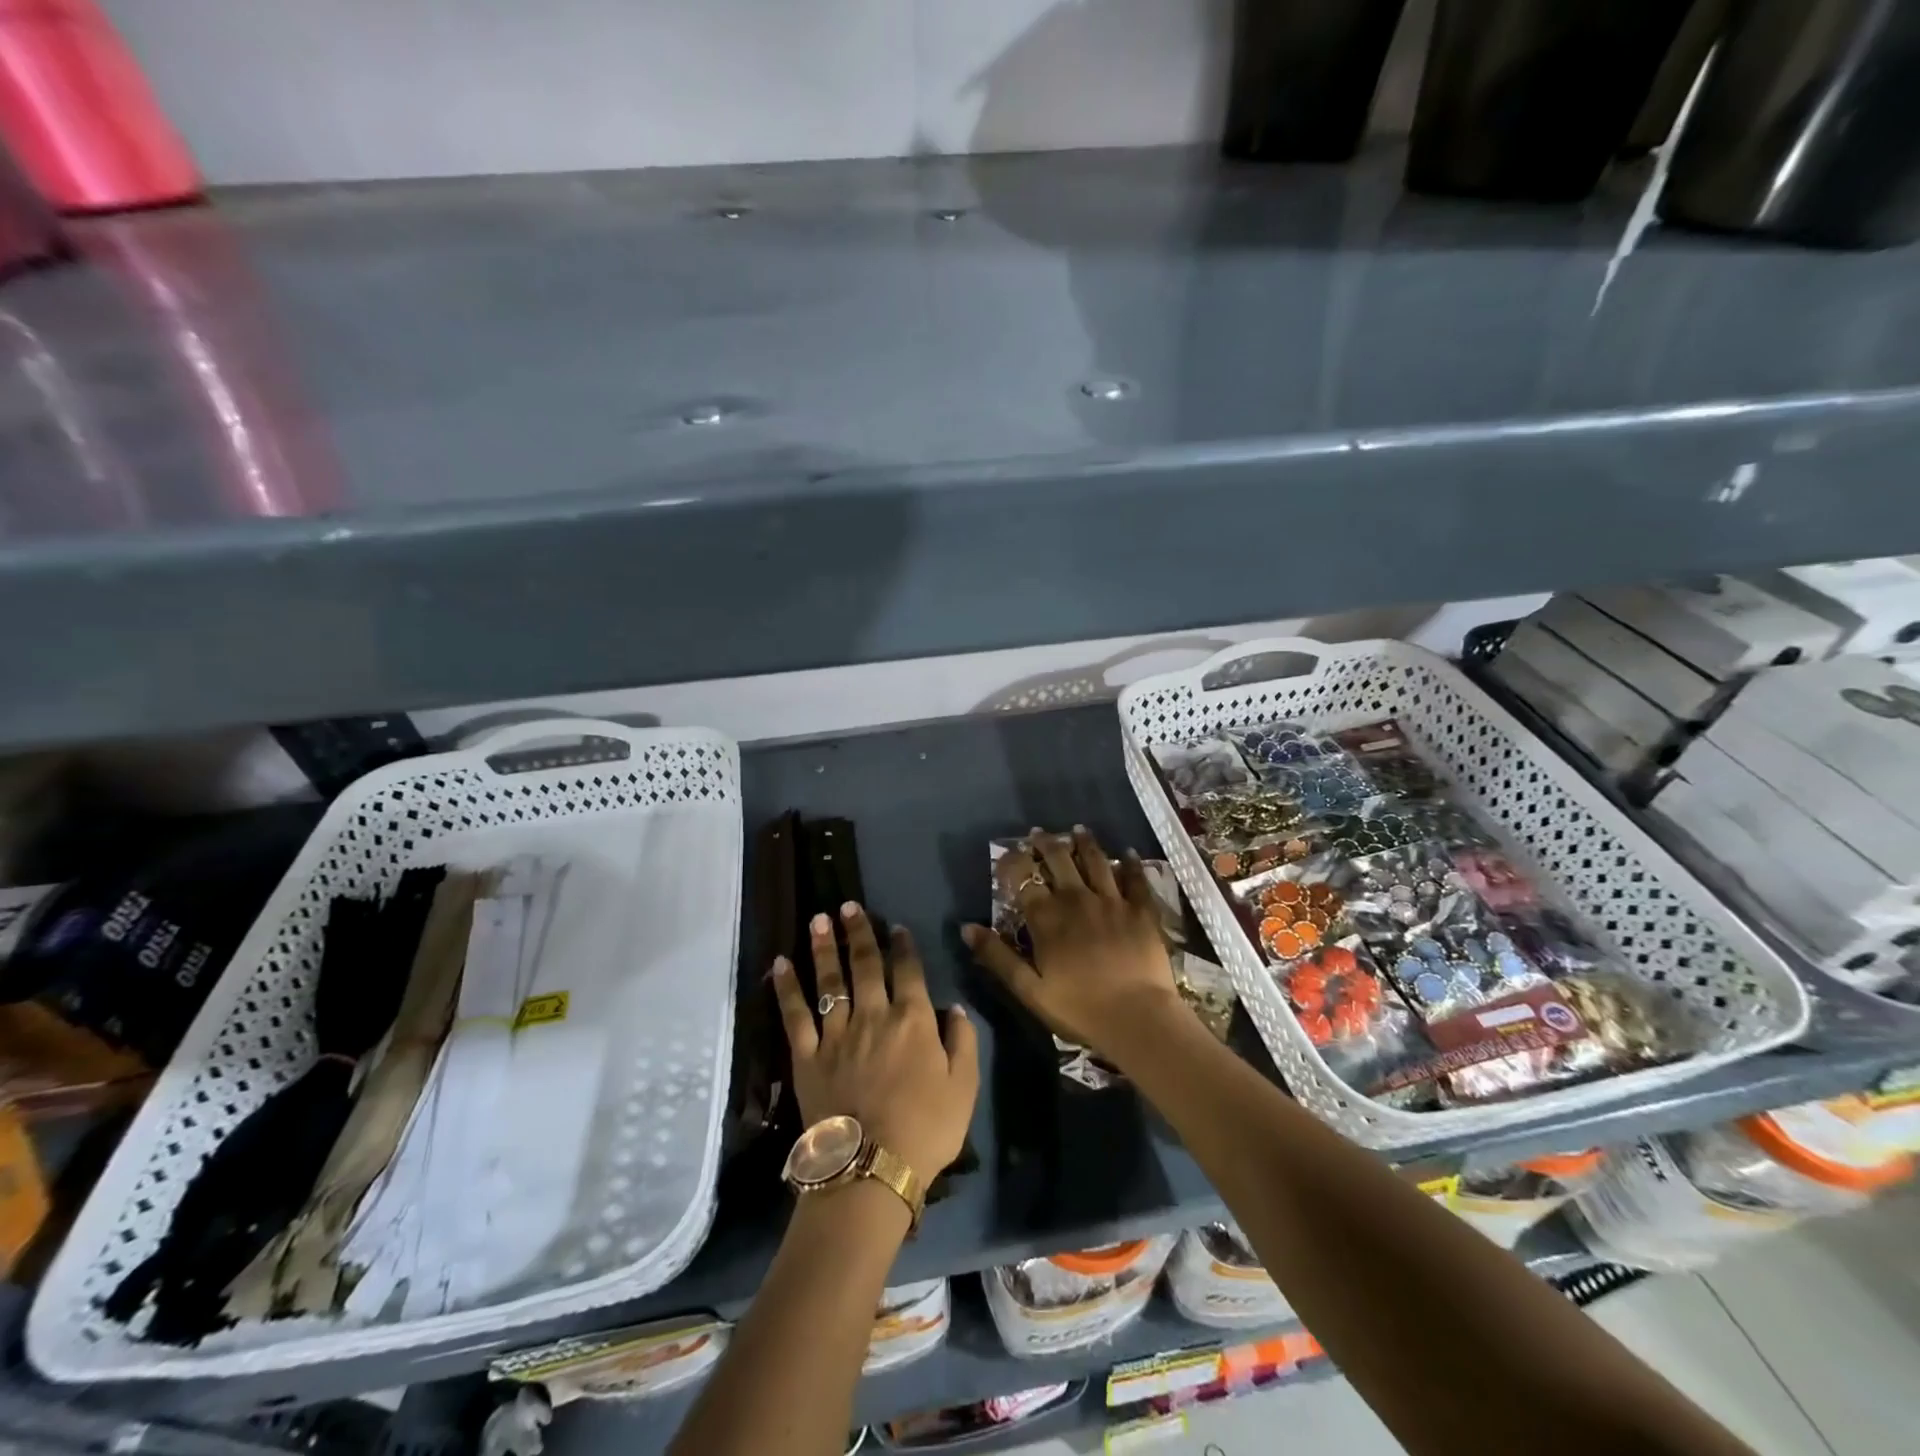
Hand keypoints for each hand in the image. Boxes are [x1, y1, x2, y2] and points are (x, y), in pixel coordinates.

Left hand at [770, 903, 978, 1182]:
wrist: (871, 1168)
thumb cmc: (926, 1129)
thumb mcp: (964, 1087)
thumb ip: (962, 1041)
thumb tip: (953, 1008)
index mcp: (913, 1019)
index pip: (907, 971)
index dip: (901, 946)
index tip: (895, 926)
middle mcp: (874, 1015)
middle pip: (865, 964)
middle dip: (858, 932)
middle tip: (848, 906)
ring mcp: (837, 1033)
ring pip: (830, 980)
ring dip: (823, 947)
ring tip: (818, 919)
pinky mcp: (808, 1055)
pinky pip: (795, 1014)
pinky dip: (787, 987)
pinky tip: (780, 964)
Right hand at [962, 825, 1185, 1060]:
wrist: (1138, 1018)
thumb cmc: (1079, 1009)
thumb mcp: (1029, 990)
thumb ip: (998, 957)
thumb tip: (966, 928)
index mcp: (1047, 918)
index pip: (1023, 880)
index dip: (1012, 864)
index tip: (1006, 855)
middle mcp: (1077, 899)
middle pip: (1059, 861)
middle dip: (1046, 844)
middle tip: (1039, 832)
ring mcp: (1112, 901)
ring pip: (1096, 861)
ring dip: (1085, 844)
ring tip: (1078, 830)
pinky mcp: (1141, 910)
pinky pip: (1136, 879)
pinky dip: (1131, 863)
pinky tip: (1129, 852)